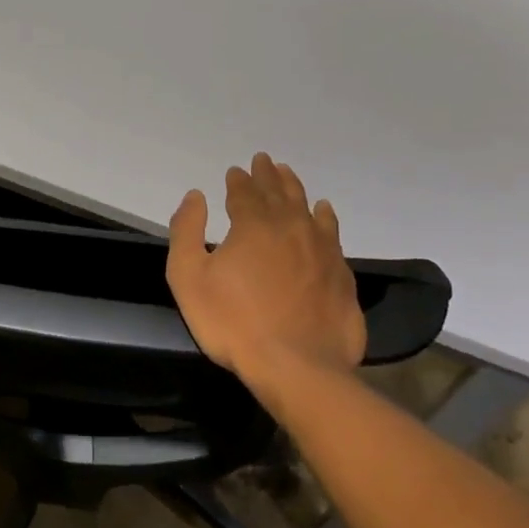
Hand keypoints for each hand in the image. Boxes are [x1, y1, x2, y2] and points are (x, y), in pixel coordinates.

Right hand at [166, 152, 365, 397]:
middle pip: (279, 192)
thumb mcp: (189, 277)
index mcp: (254, 225)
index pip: (245, 192)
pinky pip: (332, 233)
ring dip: (296, 188)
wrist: (298, 367)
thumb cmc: (233, 322)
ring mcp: (322, 250)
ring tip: (289, 175)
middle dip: (268, 175)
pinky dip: (325, 217)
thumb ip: (187, 231)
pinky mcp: (341, 275)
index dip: (238, 180)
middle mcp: (291, 227)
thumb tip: (196, 196)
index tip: (235, 171)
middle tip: (264, 160)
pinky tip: (324, 212)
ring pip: (308, 207)